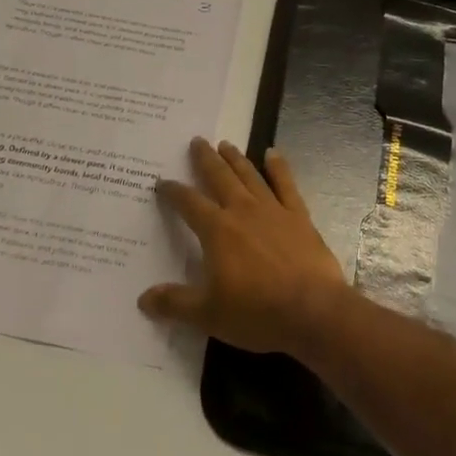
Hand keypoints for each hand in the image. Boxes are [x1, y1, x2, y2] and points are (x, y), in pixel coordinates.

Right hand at [139, 138, 351, 356]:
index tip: (162, 181)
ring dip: (236, 158)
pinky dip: (278, 167)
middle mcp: (242, 211)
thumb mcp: (209, 315)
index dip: (173, 191)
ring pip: (249, 175)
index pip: (189, 203)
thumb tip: (143, 299)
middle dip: (205, 159)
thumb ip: (175, 303)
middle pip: (219, 177)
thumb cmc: (257, 312)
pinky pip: (286, 185)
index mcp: (217, 231)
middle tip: (197, 141)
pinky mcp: (298, 216)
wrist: (312, 310)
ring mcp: (272, 210)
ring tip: (225, 144)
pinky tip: (273, 153)